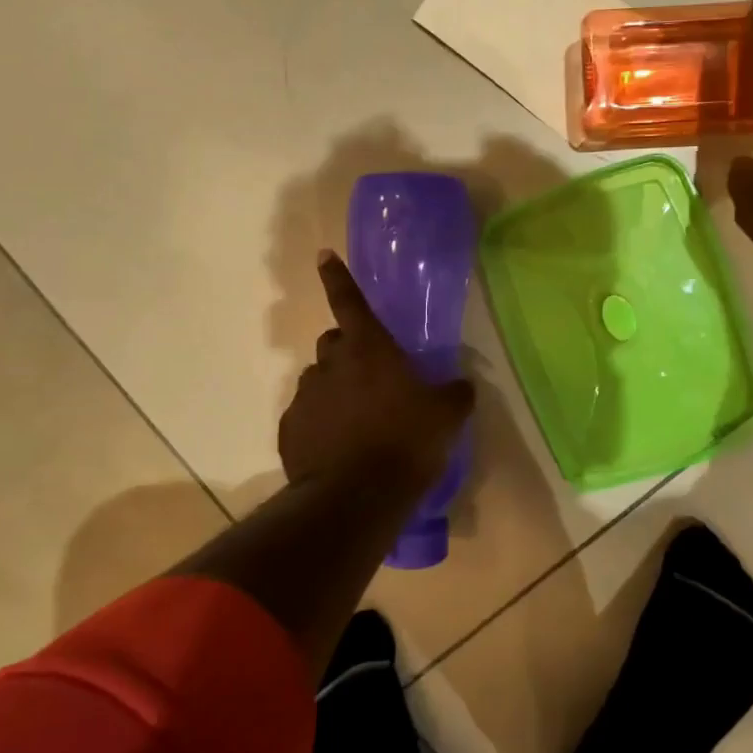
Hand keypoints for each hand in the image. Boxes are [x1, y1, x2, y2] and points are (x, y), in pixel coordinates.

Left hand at [279, 251, 474, 488]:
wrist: (355, 498)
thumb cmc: (406, 442)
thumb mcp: (446, 417)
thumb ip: (455, 394)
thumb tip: (462, 385)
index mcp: (368, 349)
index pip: (349, 301)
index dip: (338, 277)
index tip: (323, 255)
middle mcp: (330, 365)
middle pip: (333, 342)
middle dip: (348, 350)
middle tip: (371, 375)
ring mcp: (305, 397)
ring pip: (318, 380)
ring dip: (335, 388)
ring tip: (356, 420)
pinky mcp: (290, 430)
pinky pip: (306, 416)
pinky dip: (320, 423)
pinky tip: (338, 448)